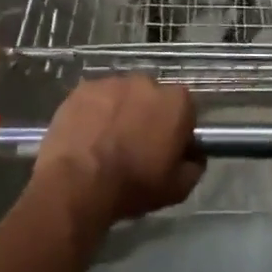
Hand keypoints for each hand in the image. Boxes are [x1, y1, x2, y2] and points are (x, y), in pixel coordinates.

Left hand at [32, 76, 202, 229]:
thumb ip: (194, 166)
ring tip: (106, 141)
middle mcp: (147, 82)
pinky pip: (95, 98)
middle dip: (147, 116)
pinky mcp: (83, 88)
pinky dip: (94, 112)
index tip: (166, 149)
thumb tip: (194, 155)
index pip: (185, 110)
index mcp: (176, 102)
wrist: (77, 183)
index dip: (176, 129)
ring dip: (119, 112)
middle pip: (153, 97)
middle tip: (135, 145)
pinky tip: (86, 136)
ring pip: (122, 95)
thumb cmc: (132, 185)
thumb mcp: (177, 189)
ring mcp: (113, 82)